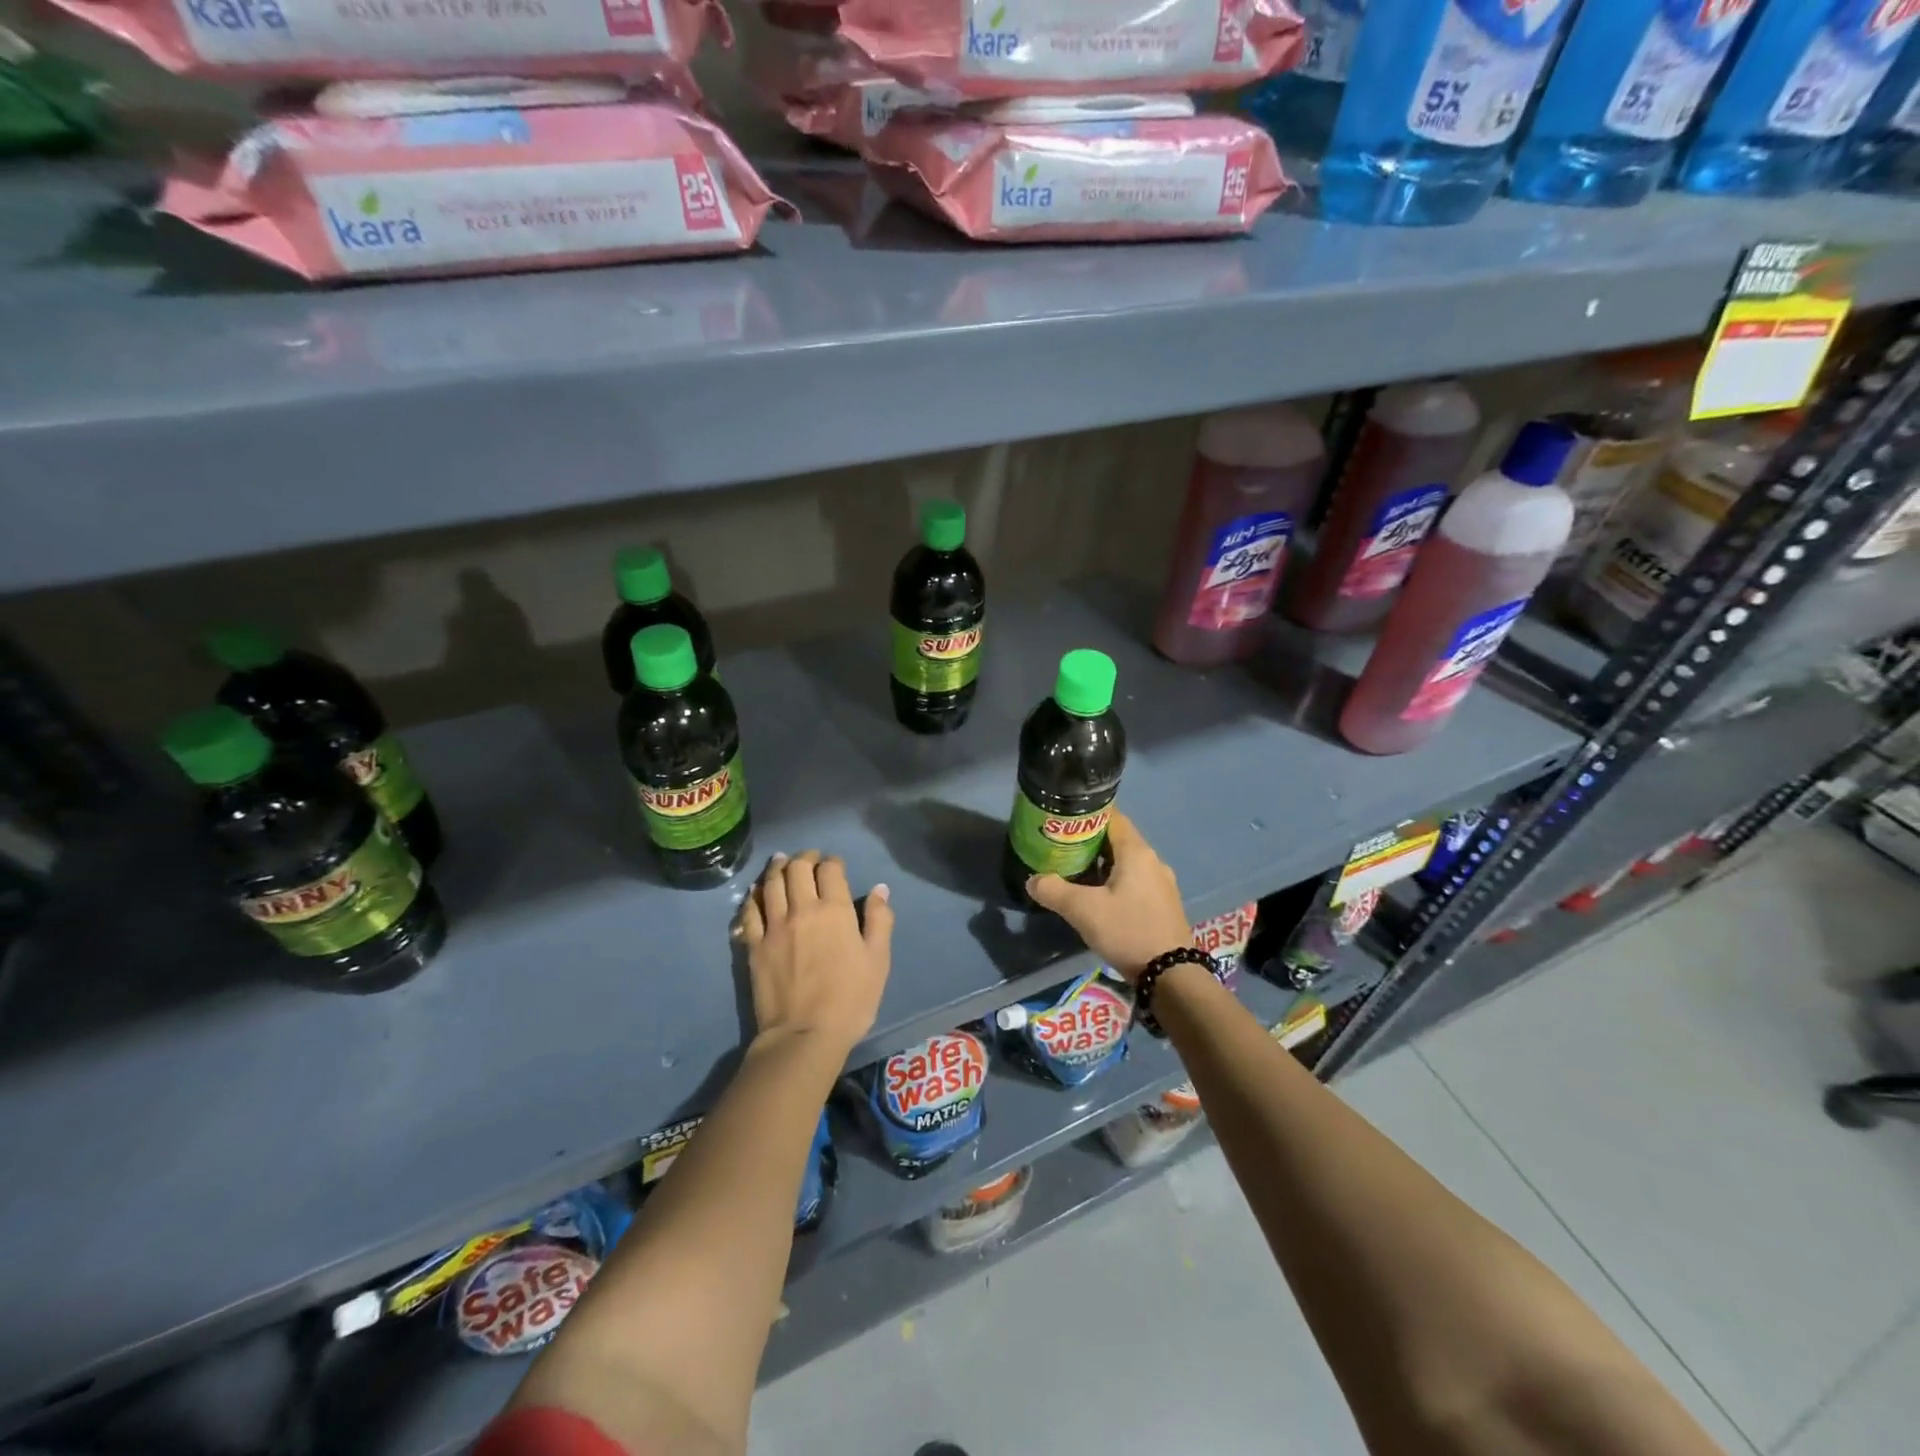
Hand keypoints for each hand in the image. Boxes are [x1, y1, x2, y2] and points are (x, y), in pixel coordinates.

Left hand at [739, 851, 893, 1052]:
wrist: (804, 1035)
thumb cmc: (850, 999)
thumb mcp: (878, 961)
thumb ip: (880, 921)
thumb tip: (880, 890)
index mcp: (835, 910)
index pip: (830, 870)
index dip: (833, 861)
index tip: (835, 865)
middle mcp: (802, 909)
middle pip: (797, 869)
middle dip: (804, 858)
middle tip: (809, 859)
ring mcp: (774, 926)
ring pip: (771, 883)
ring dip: (777, 867)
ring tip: (781, 862)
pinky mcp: (754, 945)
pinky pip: (750, 910)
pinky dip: (754, 895)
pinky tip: (757, 892)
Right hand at [1026, 813, 1189, 981]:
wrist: (1171, 975)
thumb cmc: (1127, 931)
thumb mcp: (1083, 911)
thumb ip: (1054, 891)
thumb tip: (1032, 880)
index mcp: (1136, 852)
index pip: (1111, 817)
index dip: (1086, 815)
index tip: (1063, 822)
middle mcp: (1153, 860)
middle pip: (1117, 840)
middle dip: (1089, 841)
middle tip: (1062, 849)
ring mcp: (1162, 883)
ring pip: (1127, 862)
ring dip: (1102, 864)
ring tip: (1076, 874)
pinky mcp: (1164, 903)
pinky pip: (1136, 881)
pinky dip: (1116, 881)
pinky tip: (1100, 898)